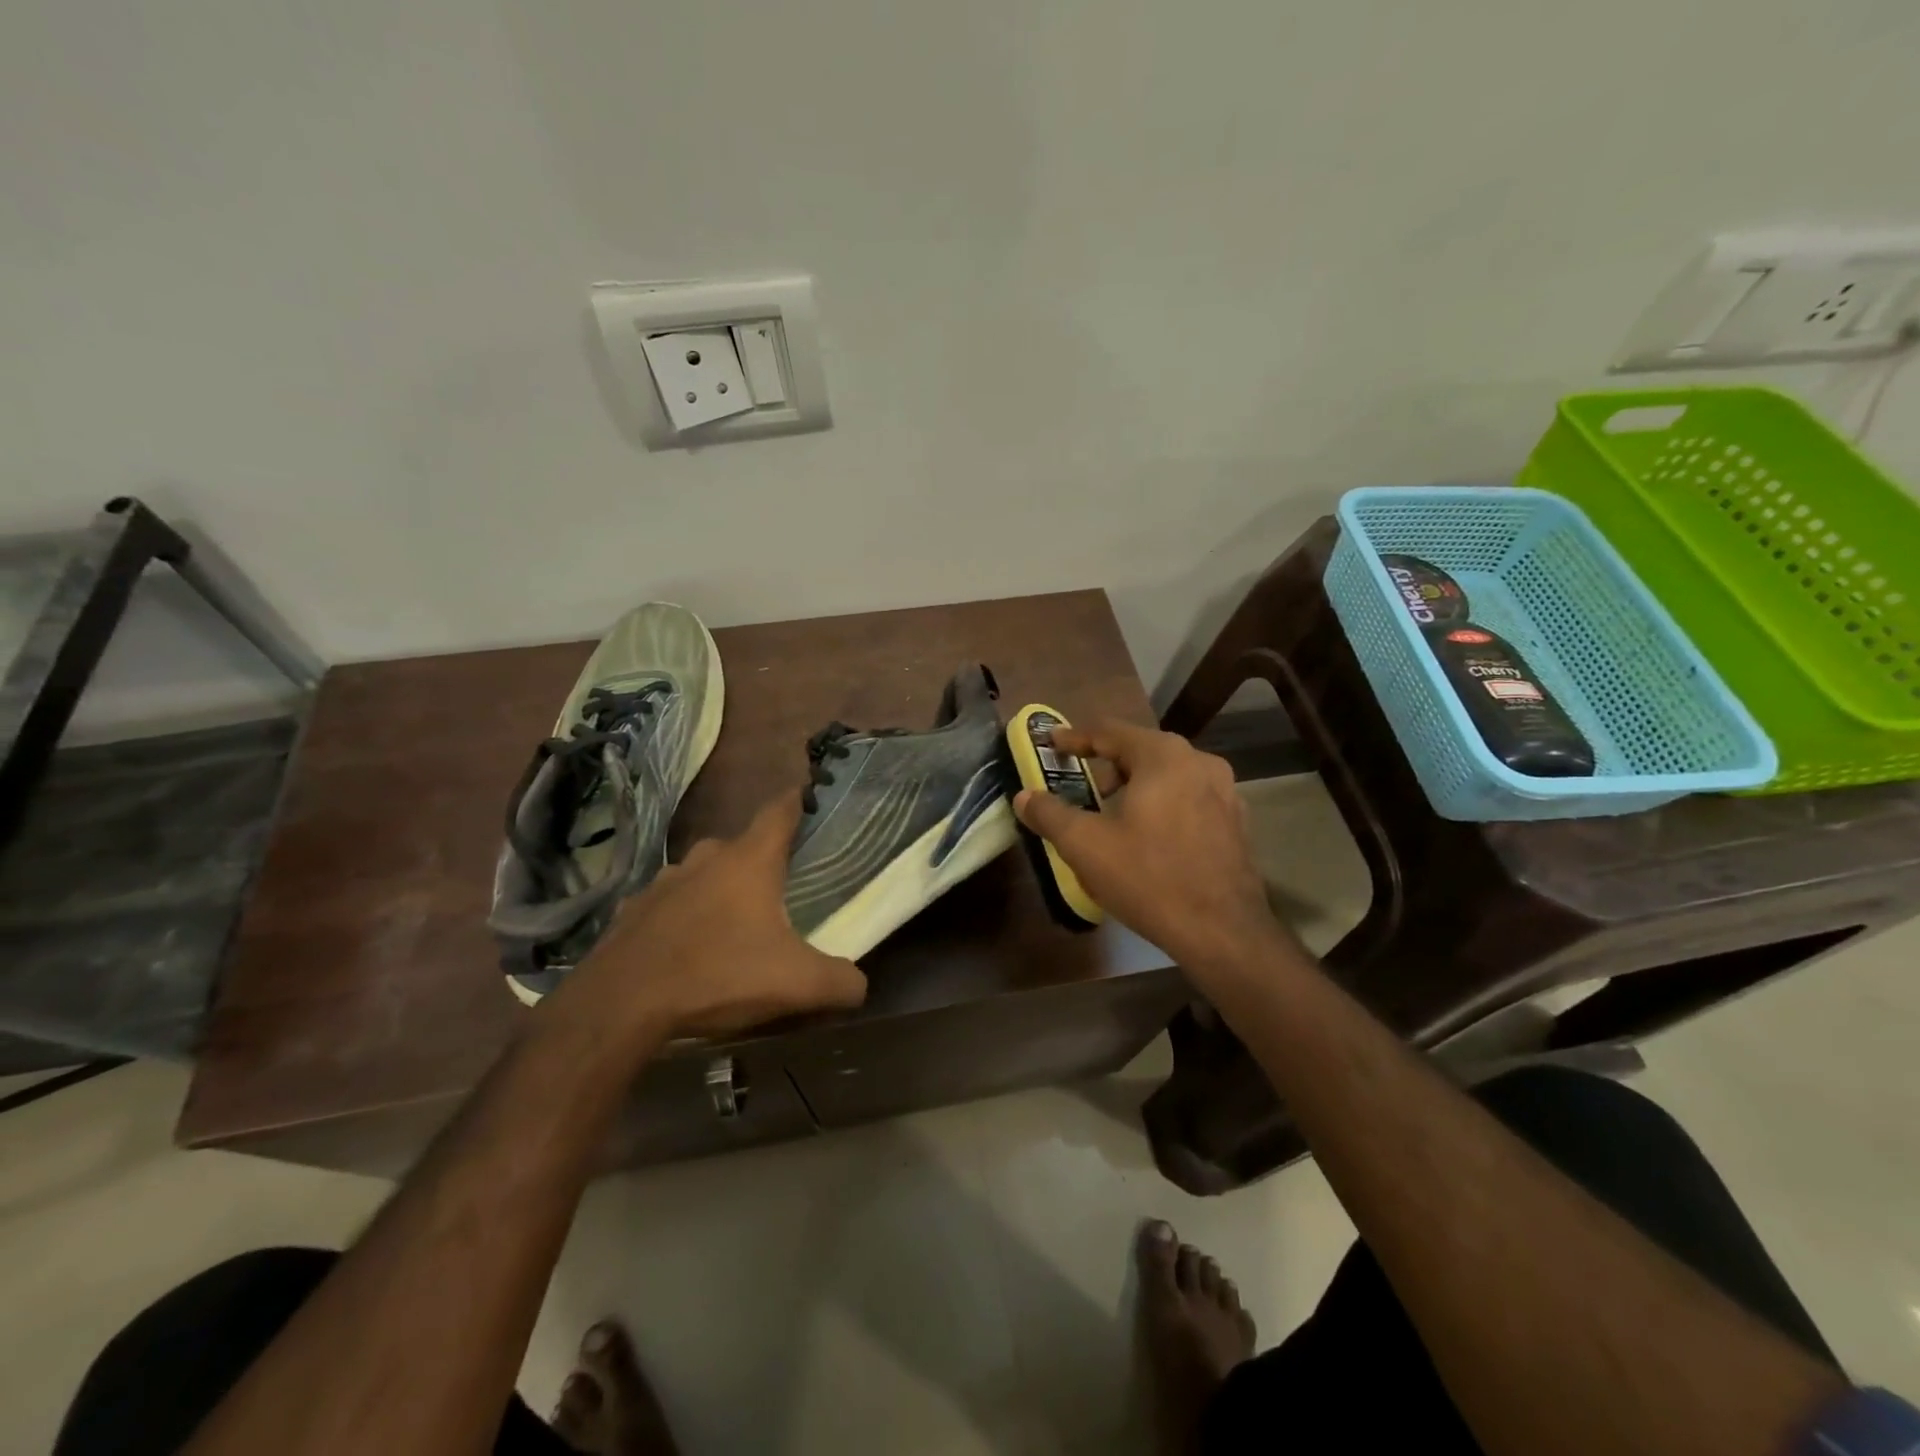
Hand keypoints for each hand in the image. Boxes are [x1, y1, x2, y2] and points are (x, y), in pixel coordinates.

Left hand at [558, 789, 867, 1039]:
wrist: (619, 1006)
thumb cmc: (718, 976)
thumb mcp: (796, 984)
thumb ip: (840, 981)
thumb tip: (861, 984)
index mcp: (749, 860)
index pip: (781, 810)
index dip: (799, 801)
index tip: (812, 798)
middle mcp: (706, 858)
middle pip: (742, 845)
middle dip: (762, 860)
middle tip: (781, 889)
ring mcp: (663, 882)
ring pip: (703, 873)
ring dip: (720, 889)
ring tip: (733, 923)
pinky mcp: (632, 910)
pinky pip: (669, 904)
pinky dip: (683, 917)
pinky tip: (686, 948)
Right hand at [1014, 720, 1285, 982]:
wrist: (1222, 932)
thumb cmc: (1148, 878)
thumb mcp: (1085, 845)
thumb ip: (1050, 814)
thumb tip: (1024, 797)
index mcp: (1163, 756)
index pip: (1109, 731)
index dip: (1074, 737)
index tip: (1051, 743)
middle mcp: (1199, 762)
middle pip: (1140, 750)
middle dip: (1105, 764)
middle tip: (1080, 785)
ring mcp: (1225, 791)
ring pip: (1167, 775)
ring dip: (1135, 785)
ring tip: (1111, 813)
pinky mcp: (1236, 821)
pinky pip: (1188, 798)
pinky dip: (1161, 804)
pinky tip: (1149, 835)